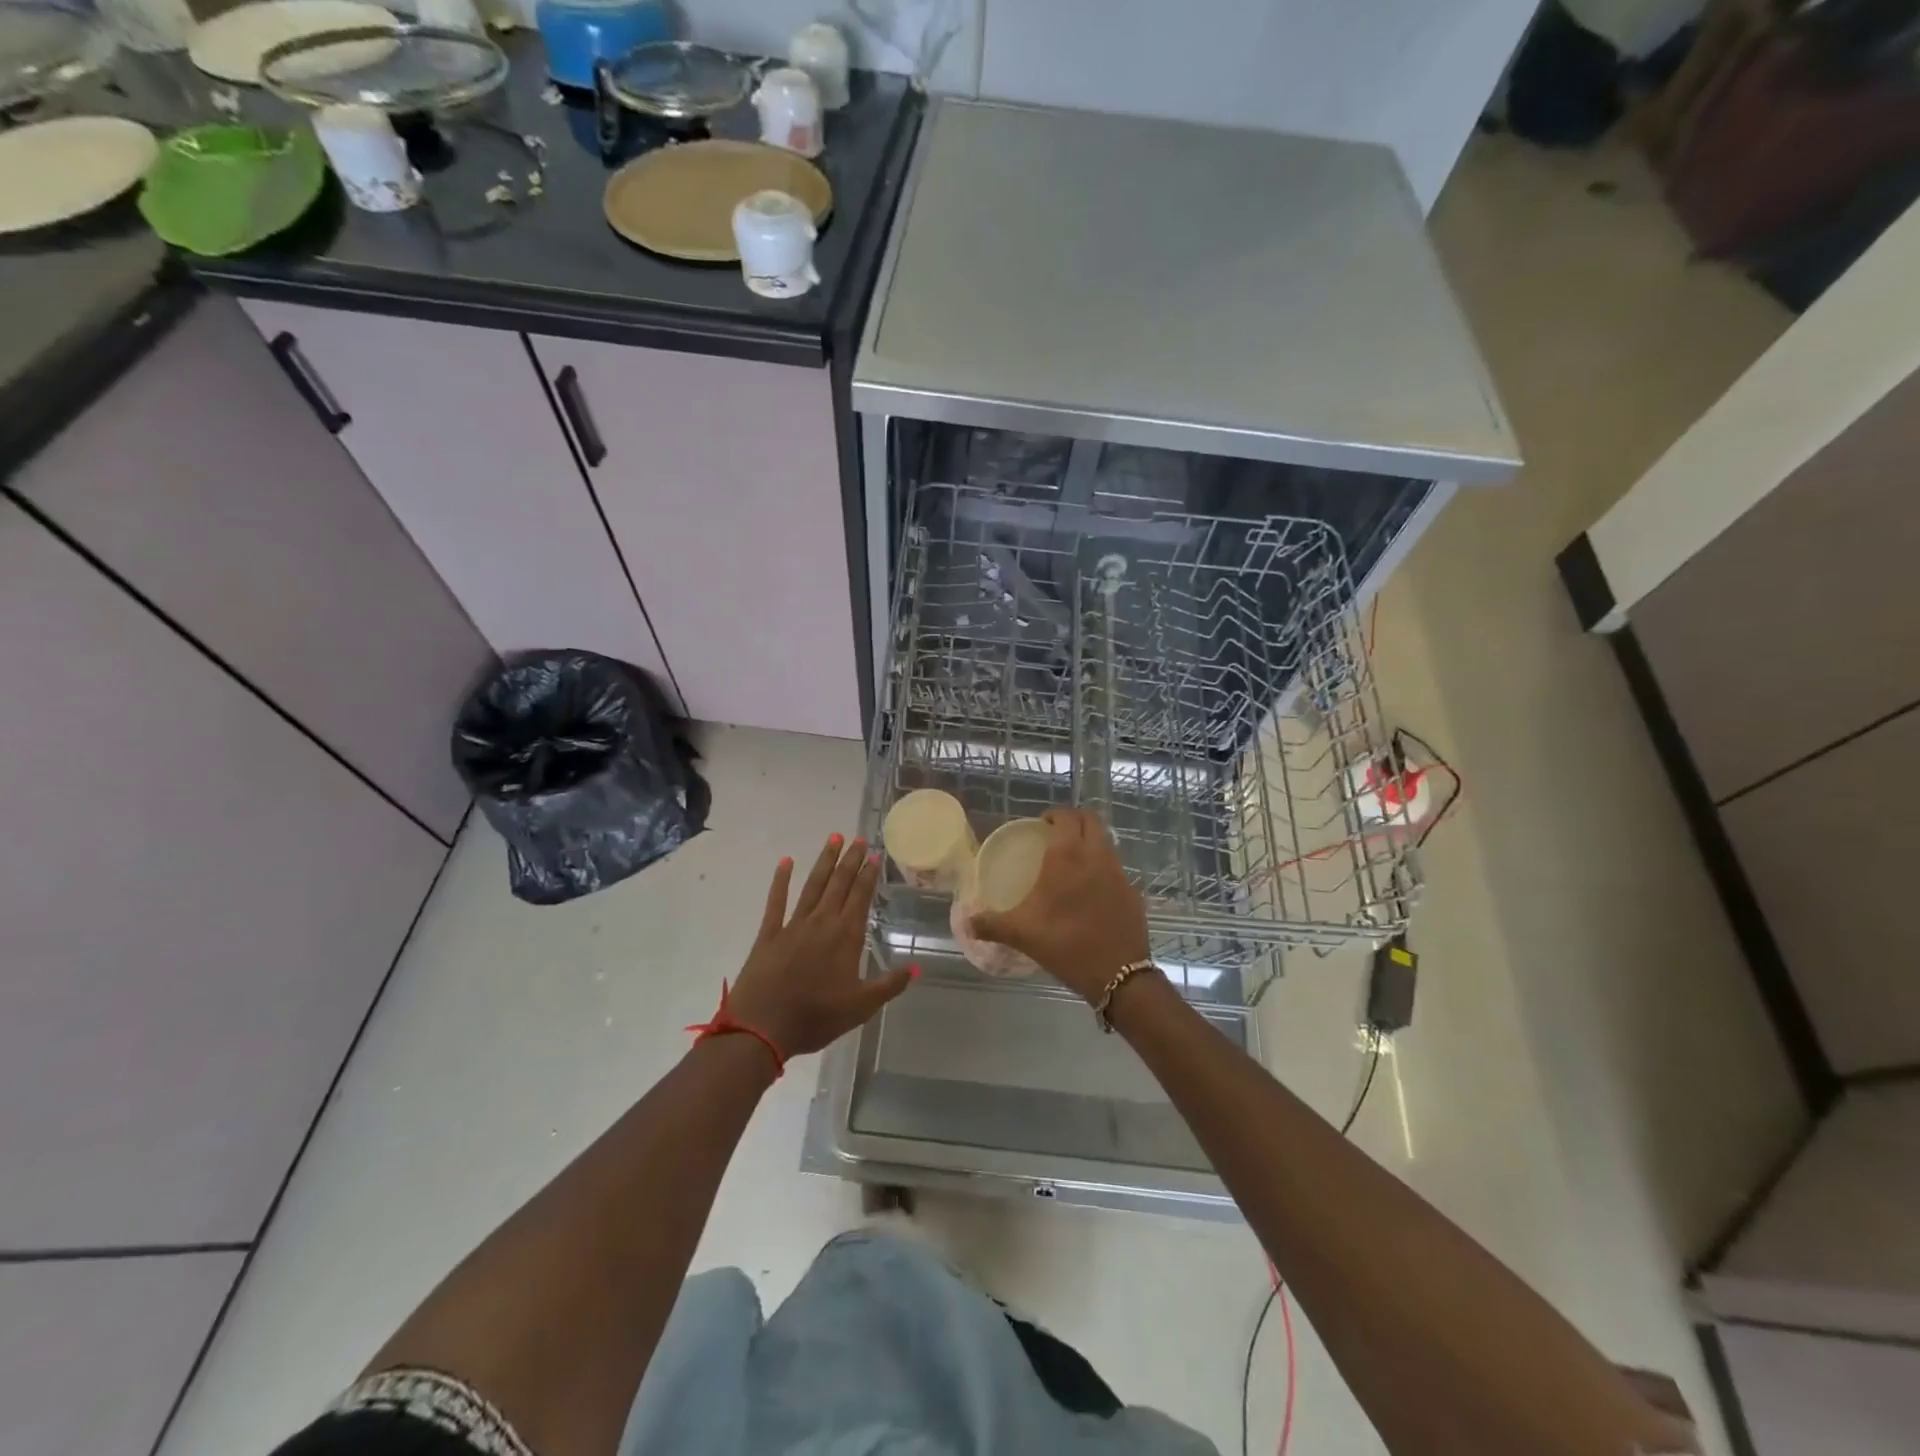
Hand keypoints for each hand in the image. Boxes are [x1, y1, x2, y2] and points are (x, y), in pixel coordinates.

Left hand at [726, 835, 913, 1058]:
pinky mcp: (769, 933)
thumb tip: (918, 967)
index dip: (868, 875)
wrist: (762, 1027)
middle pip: (839, 884)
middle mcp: (822, 922)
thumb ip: (890, 984)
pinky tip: (786, 862)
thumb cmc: (816, 1017)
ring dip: (824, 862)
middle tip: (858, 838)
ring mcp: (793, 925)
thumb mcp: (861, 1006)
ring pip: (813, 885)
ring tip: (833, 838)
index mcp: (846, 937)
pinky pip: (776, 901)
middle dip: (850, 860)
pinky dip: (781, 880)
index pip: (860, 897)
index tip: (874, 855)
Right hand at [970, 808, 1151, 1002]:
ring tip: (1073, 861)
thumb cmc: (1065, 945)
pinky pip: (1117, 868)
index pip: (1066, 817)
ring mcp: (1119, 873)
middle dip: (1075, 821)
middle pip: (1091, 820)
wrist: (1118, 975)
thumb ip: (991, 924)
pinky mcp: (1133, 892)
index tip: (1042, 825)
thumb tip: (966, 923)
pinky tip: (1091, 892)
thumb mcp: (1022, 934)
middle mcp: (1097, 855)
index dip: (1055, 815)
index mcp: (1068, 856)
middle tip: (1057, 835)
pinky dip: (1103, 869)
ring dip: (1091, 842)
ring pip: (1107, 842)